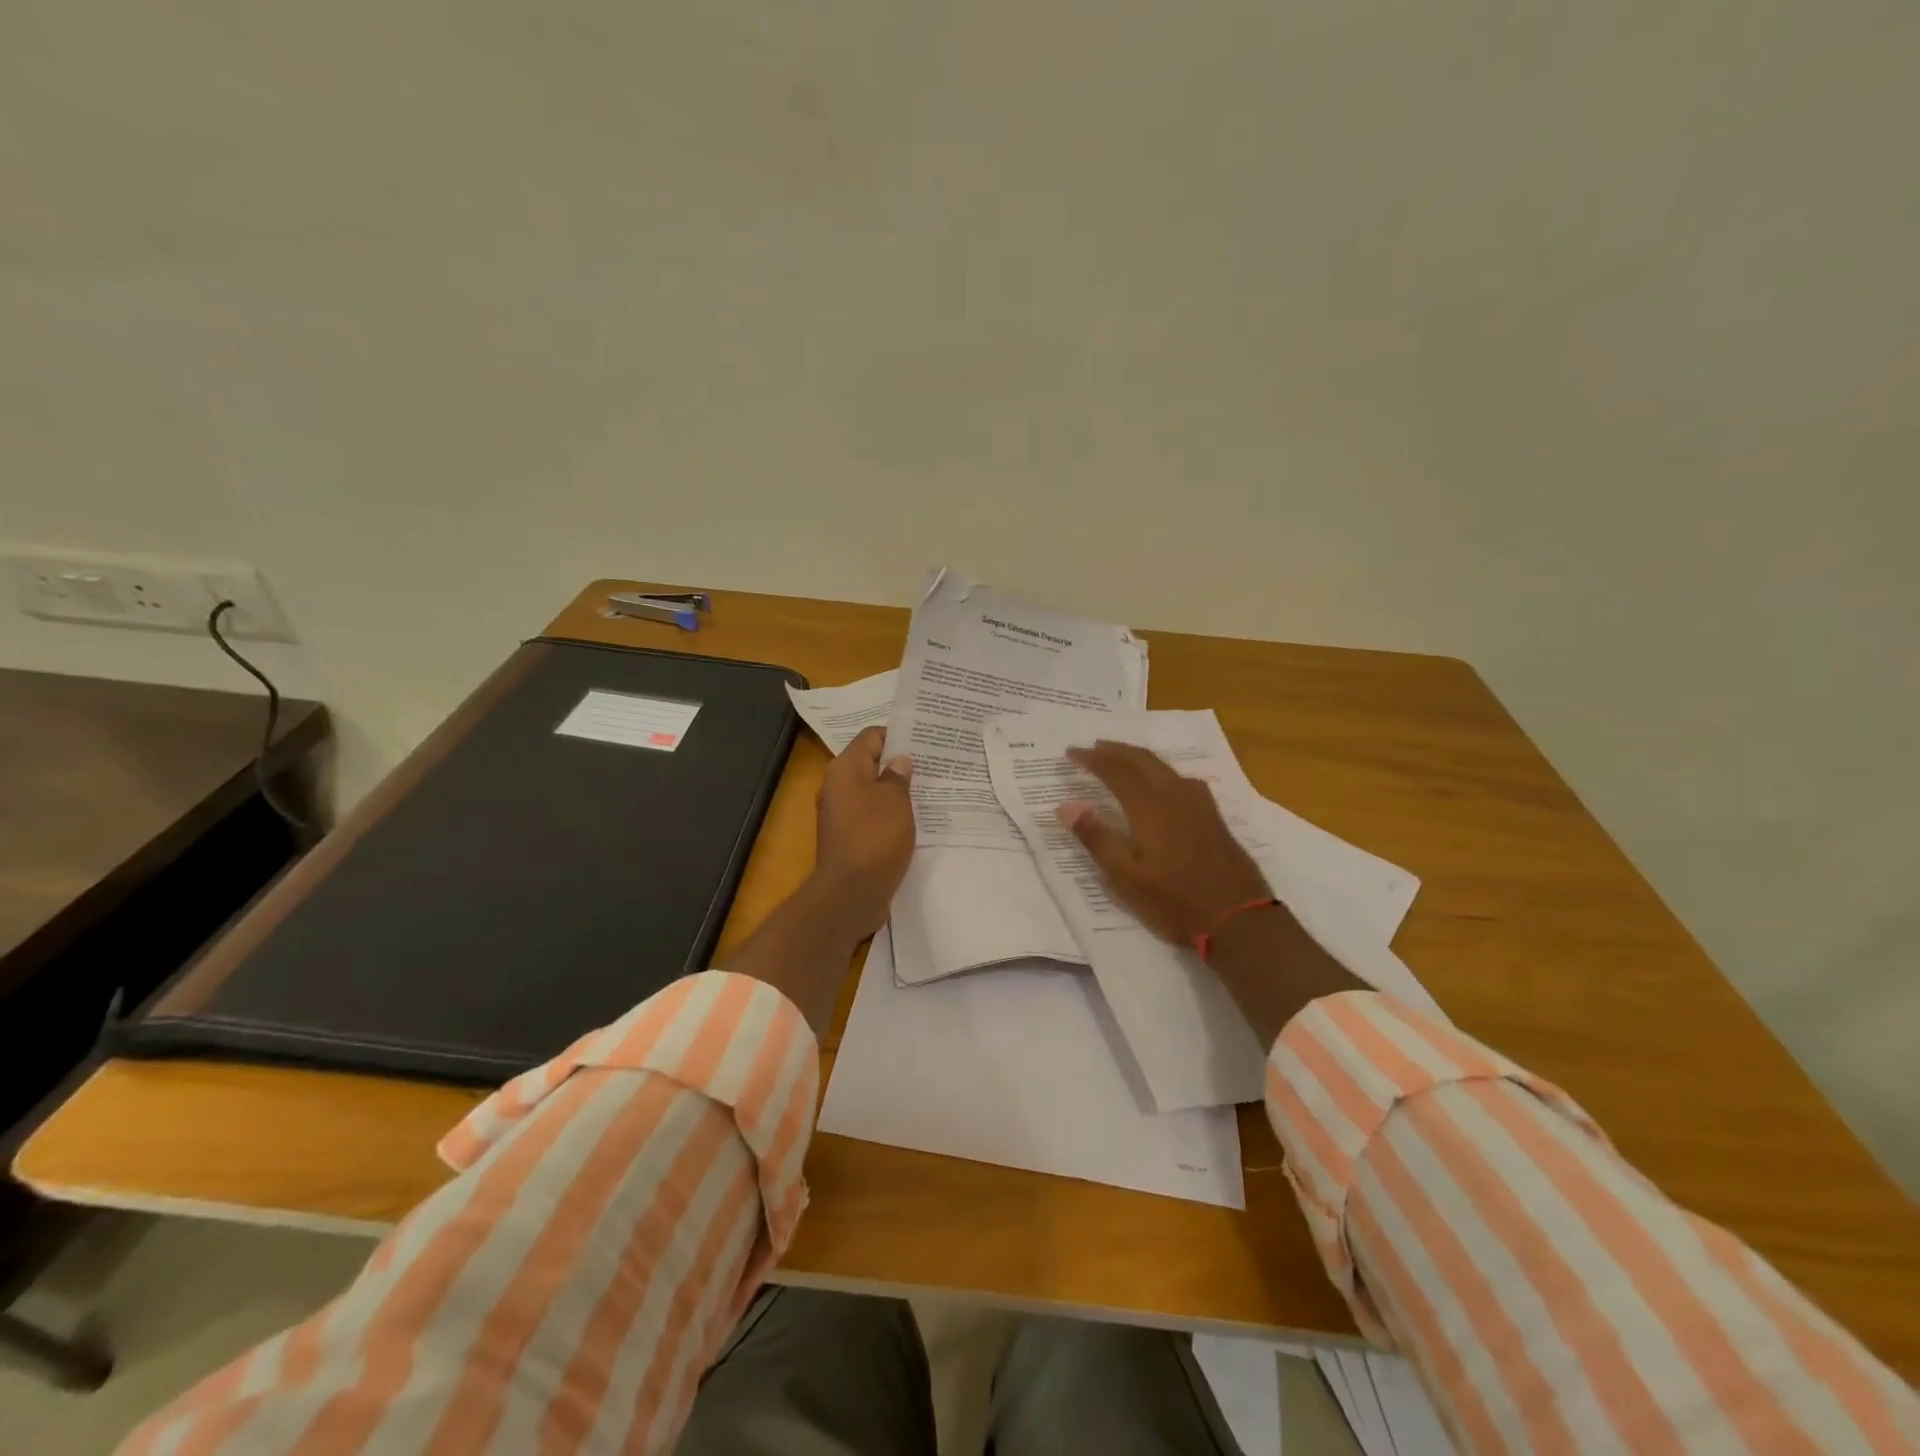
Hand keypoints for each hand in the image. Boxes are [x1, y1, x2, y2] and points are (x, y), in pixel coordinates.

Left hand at [812, 725, 915, 937]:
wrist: (851, 892)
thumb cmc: (875, 837)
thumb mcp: (895, 801)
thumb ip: (897, 776)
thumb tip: (898, 761)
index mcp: (844, 769)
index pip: (871, 736)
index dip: (897, 735)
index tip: (924, 741)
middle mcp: (837, 787)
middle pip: (869, 763)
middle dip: (898, 763)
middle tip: (931, 764)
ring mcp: (840, 814)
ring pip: (871, 791)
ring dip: (895, 791)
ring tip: (928, 790)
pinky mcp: (848, 837)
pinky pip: (871, 815)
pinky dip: (889, 814)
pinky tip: (913, 819)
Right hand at [1058, 740, 1271, 946]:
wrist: (1237, 918)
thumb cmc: (1173, 900)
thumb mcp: (1125, 876)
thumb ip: (1096, 837)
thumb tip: (1066, 806)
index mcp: (1149, 806)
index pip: (1115, 770)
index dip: (1092, 759)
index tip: (1071, 752)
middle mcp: (1175, 795)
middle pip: (1142, 759)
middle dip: (1115, 750)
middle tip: (1093, 748)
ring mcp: (1199, 804)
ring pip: (1164, 767)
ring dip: (1138, 758)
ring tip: (1121, 759)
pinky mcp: (1213, 816)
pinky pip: (1181, 779)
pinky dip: (1161, 772)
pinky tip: (1163, 784)